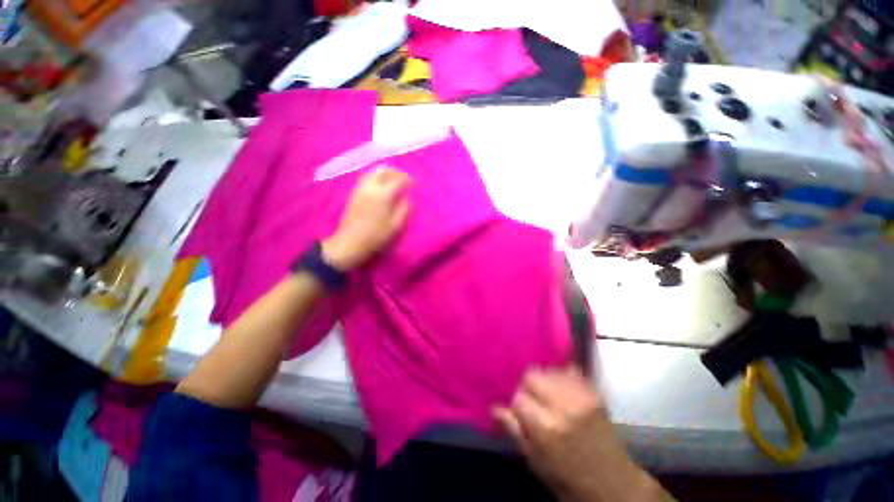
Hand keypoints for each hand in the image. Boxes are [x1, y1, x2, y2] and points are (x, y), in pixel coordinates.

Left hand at [322, 167, 410, 271]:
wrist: (350, 243)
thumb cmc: (376, 236)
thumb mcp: (396, 225)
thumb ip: (404, 209)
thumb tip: (408, 198)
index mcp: (383, 194)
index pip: (398, 179)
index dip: (408, 180)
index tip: (415, 184)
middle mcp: (370, 187)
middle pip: (383, 170)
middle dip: (396, 172)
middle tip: (404, 179)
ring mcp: (360, 189)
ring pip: (373, 172)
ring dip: (385, 173)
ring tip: (393, 181)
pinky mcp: (353, 193)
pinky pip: (366, 178)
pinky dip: (376, 177)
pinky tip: (381, 186)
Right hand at [494, 367, 666, 501]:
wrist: (613, 485)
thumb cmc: (568, 479)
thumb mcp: (535, 462)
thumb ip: (514, 431)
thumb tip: (495, 407)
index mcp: (545, 428)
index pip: (518, 398)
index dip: (517, 405)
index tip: (521, 413)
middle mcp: (562, 406)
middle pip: (532, 375)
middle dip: (527, 387)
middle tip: (533, 401)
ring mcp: (580, 396)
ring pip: (549, 370)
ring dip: (544, 380)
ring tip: (548, 395)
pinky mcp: (594, 393)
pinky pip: (570, 371)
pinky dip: (561, 377)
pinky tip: (562, 389)